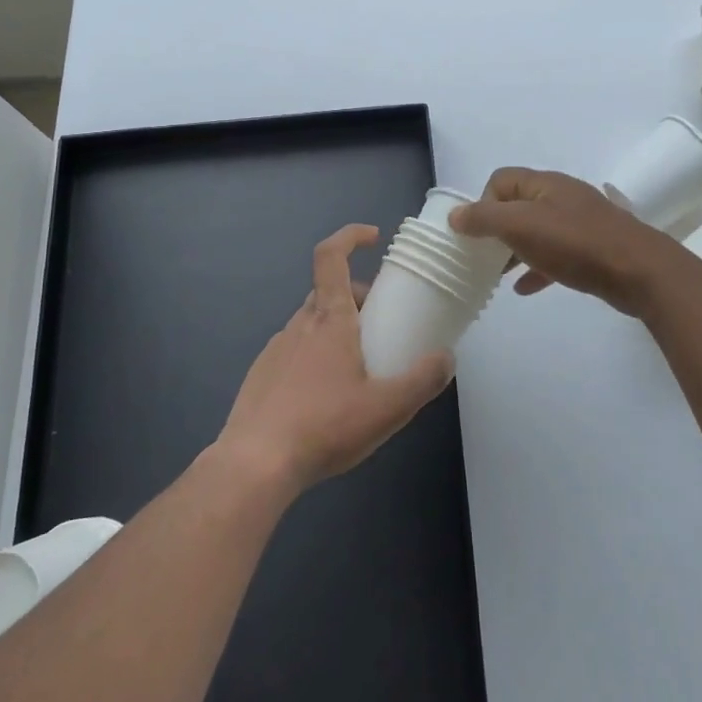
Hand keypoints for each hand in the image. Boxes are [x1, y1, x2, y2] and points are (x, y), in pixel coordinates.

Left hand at [218, 225, 453, 495]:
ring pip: (313, 323)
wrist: (254, 465)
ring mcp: (276, 348)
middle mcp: (300, 324)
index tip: (373, 238)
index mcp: (329, 319)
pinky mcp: (261, 374)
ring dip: (338, 330)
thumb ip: (422, 380)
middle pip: (330, 292)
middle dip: (358, 298)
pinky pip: (296, 350)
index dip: (350, 236)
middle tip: (382, 326)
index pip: (331, 256)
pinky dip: (316, 356)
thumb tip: (446, 357)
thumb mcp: (387, 408)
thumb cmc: (324, 426)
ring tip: (359, 369)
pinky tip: (327, 398)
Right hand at [449, 168, 678, 317]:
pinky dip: (537, 268)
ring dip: (515, 250)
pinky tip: (525, 289)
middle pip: (518, 205)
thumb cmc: (575, 243)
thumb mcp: (520, 226)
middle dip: (496, 229)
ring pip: (536, 232)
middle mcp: (561, 197)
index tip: (477, 233)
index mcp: (544, 184)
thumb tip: (454, 215)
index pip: (500, 180)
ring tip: (498, 274)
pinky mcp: (592, 250)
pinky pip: (555, 255)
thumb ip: (484, 219)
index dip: (482, 203)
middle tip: (482, 256)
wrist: (638, 271)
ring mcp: (580, 223)